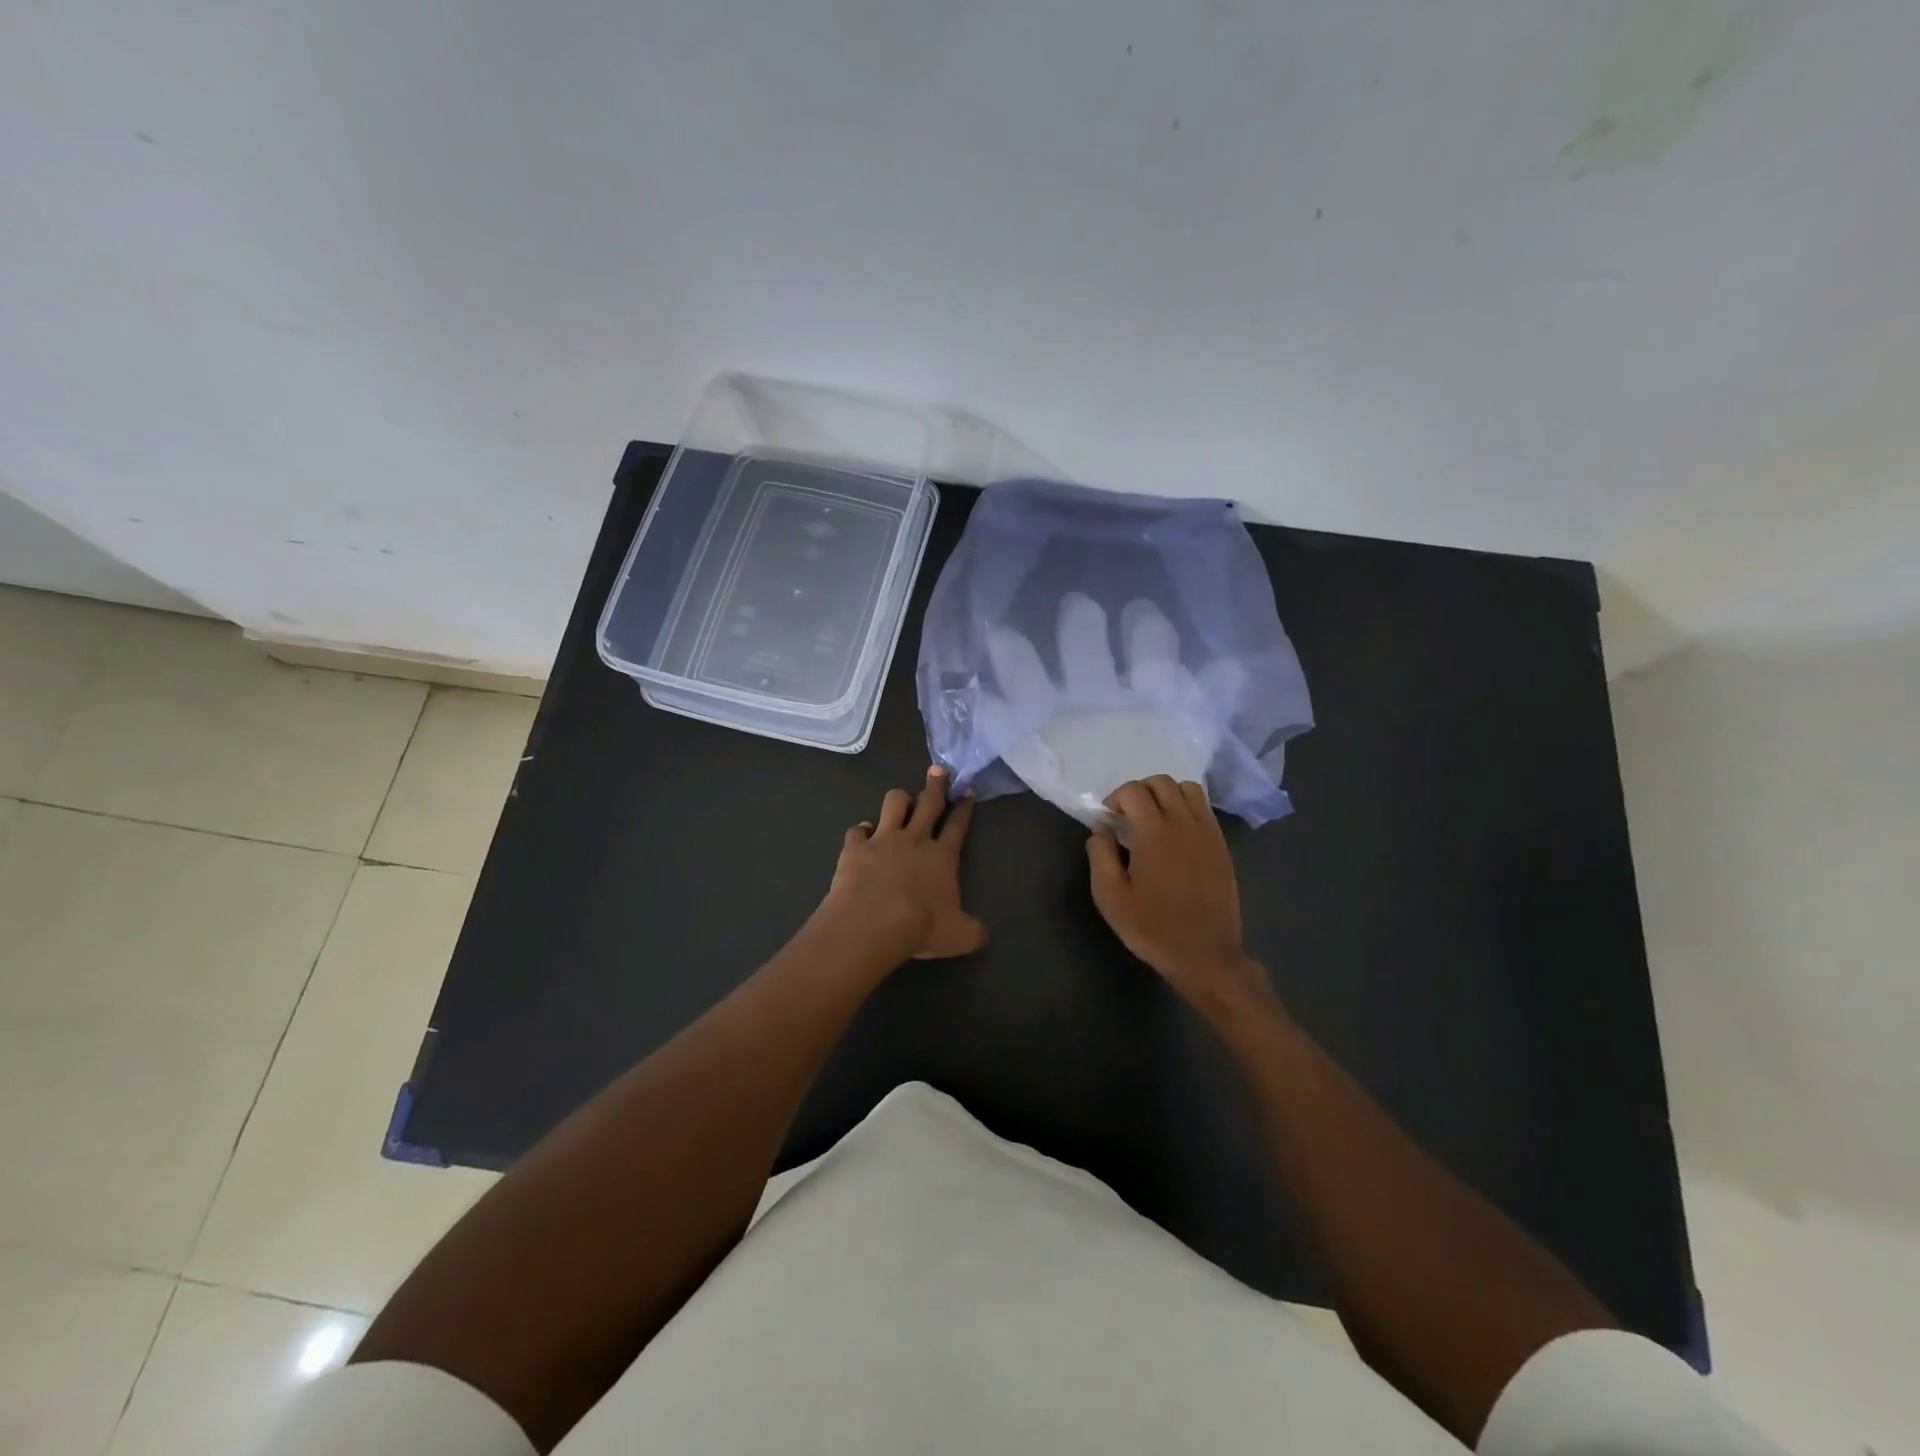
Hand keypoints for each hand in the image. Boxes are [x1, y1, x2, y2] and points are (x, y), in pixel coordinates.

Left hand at [822, 767, 986, 961]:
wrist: (873, 923)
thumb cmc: (921, 927)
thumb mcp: (960, 937)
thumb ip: (973, 931)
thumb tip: (982, 934)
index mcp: (942, 857)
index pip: (957, 826)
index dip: (964, 807)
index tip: (967, 790)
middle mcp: (915, 840)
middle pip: (928, 803)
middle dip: (936, 784)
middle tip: (939, 769)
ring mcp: (883, 840)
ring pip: (893, 804)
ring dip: (899, 799)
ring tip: (901, 800)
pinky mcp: (855, 848)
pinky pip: (857, 830)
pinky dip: (861, 831)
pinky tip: (862, 834)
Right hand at [1086, 776, 1271, 1012]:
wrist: (1204, 954)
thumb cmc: (1152, 927)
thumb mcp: (1110, 897)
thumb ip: (1100, 855)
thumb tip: (1101, 830)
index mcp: (1154, 832)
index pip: (1133, 790)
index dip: (1115, 797)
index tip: (1108, 819)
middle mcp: (1184, 823)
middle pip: (1162, 782)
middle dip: (1140, 790)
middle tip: (1128, 816)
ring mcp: (1208, 833)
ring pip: (1188, 789)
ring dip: (1167, 795)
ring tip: (1155, 819)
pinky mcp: (1222, 846)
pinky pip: (1205, 810)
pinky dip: (1187, 808)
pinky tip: (1177, 835)